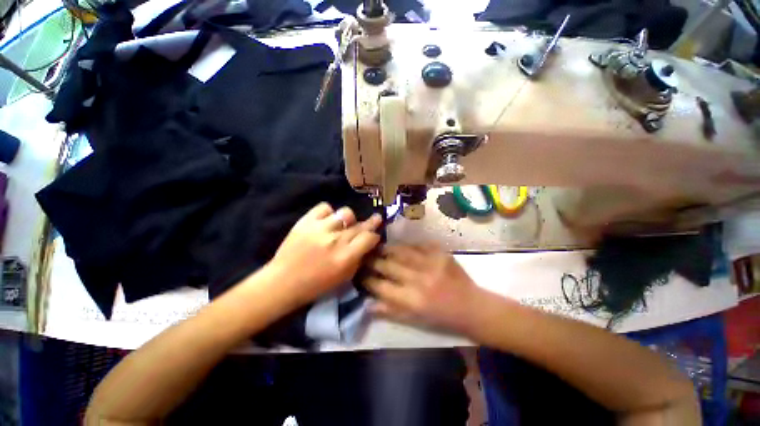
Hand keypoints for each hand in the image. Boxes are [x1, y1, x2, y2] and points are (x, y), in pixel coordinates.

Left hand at [270, 202, 381, 305]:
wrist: (283, 281)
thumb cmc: (316, 285)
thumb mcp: (343, 278)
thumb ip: (358, 259)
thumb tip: (368, 245)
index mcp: (345, 257)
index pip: (369, 237)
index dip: (374, 236)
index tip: (374, 236)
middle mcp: (335, 240)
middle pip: (360, 225)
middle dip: (371, 222)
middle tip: (375, 219)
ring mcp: (320, 228)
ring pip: (345, 213)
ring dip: (349, 219)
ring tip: (345, 224)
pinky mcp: (306, 221)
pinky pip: (325, 207)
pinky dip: (329, 213)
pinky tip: (327, 220)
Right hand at [364, 245, 484, 333]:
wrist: (472, 307)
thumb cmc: (442, 318)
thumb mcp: (415, 321)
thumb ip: (390, 311)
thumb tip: (367, 304)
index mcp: (413, 300)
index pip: (382, 287)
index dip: (368, 279)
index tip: (360, 274)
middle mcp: (420, 280)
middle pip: (389, 266)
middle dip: (373, 261)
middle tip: (364, 256)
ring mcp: (431, 264)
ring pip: (401, 251)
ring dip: (387, 249)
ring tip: (377, 247)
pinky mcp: (441, 254)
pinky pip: (419, 245)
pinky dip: (407, 245)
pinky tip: (401, 246)